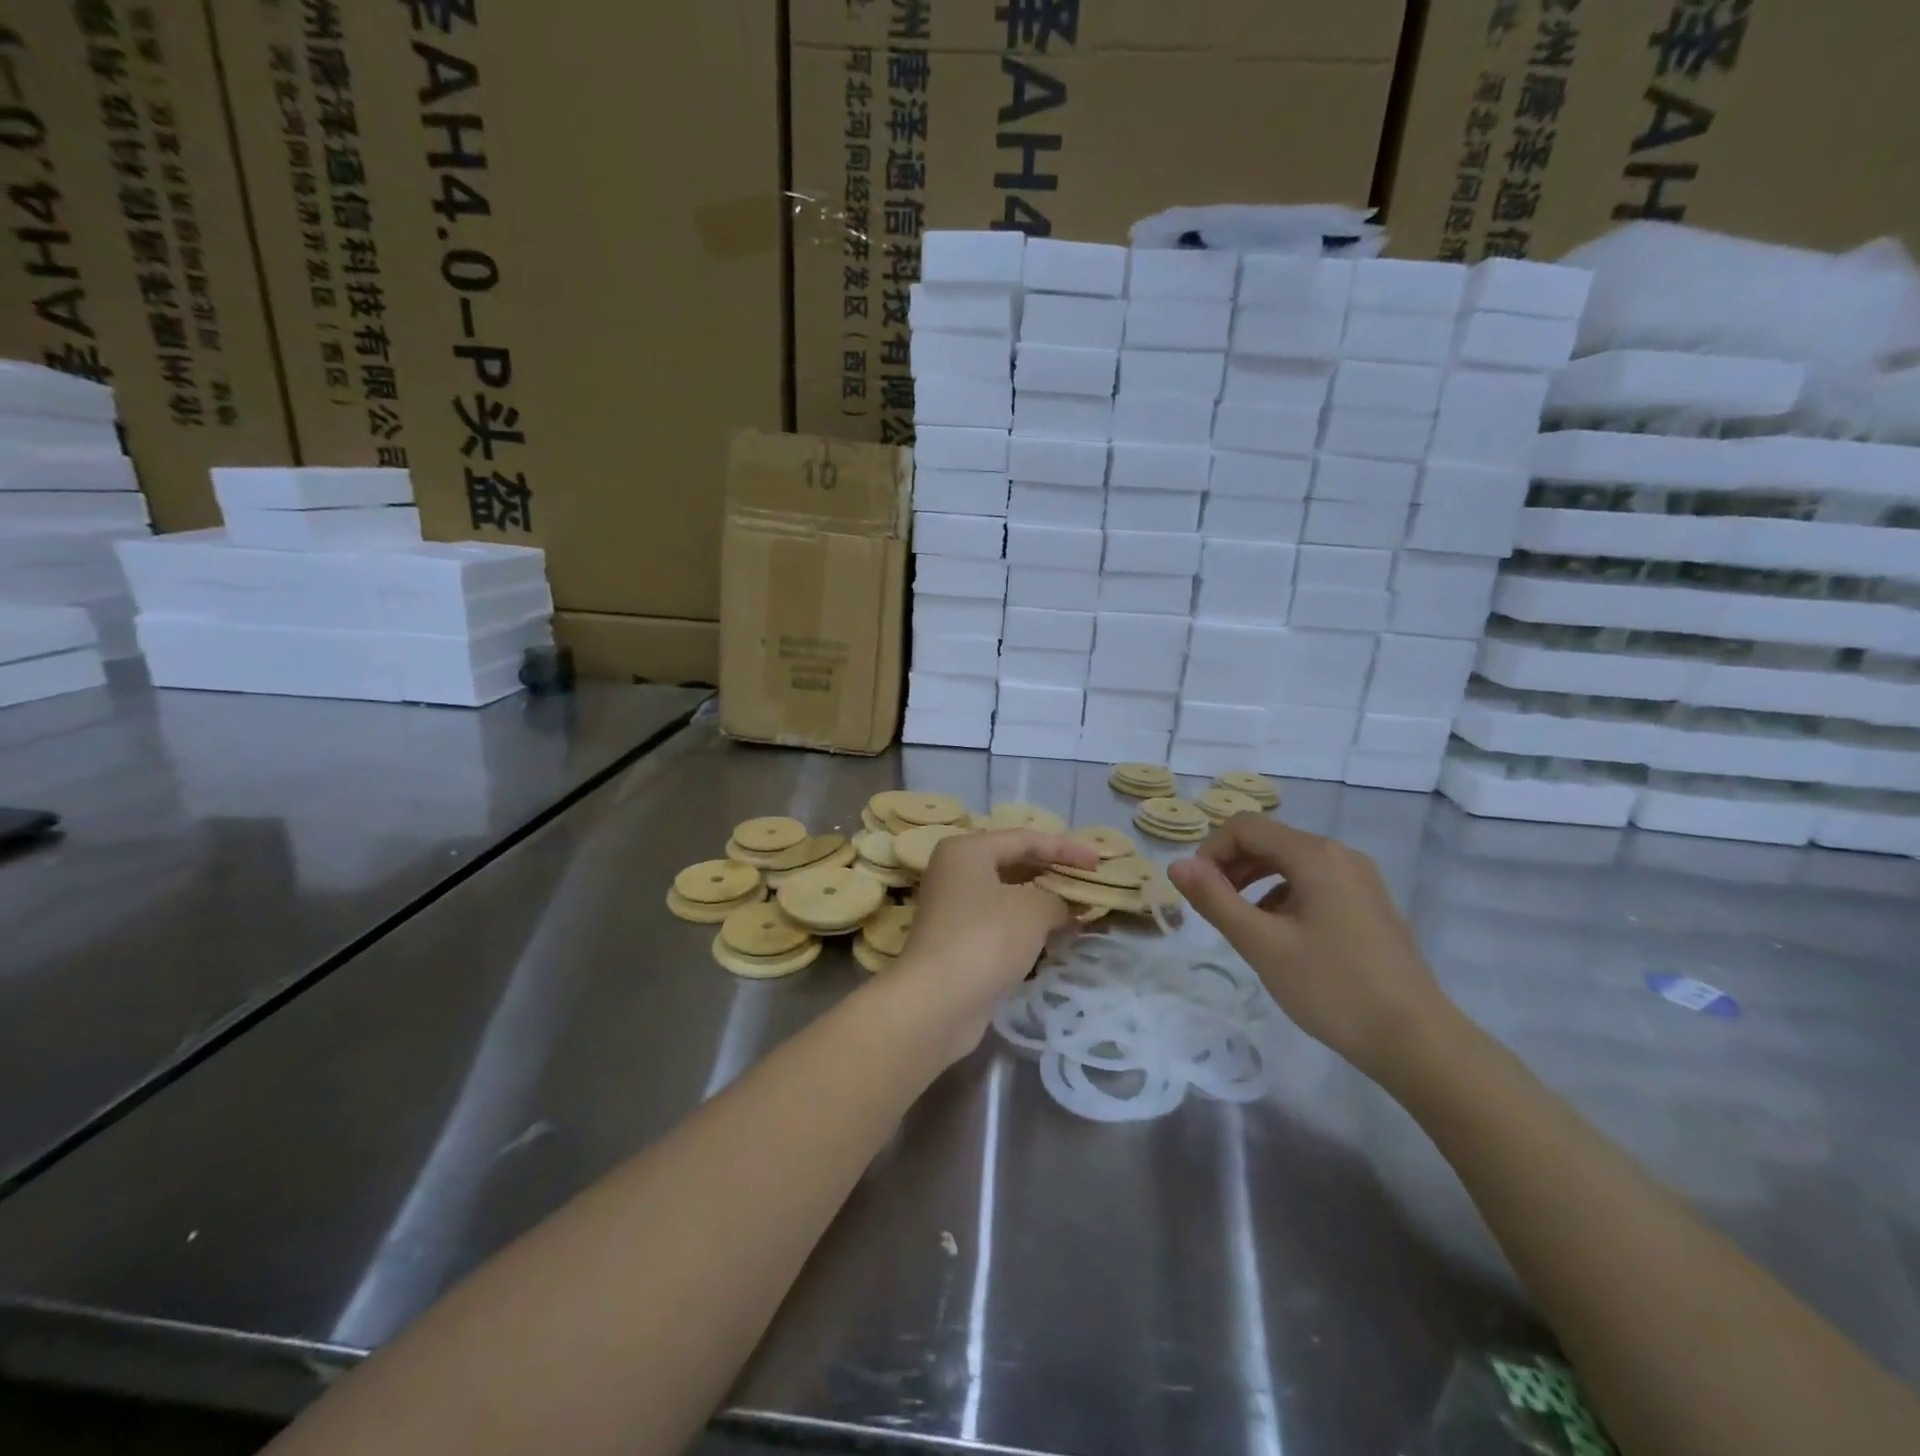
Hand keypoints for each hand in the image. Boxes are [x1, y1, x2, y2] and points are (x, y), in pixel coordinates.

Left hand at [890, 829, 1099, 1057]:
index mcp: (967, 850)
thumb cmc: (986, 938)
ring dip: (1043, 901)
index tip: (1098, 862)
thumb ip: (1057, 900)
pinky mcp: (958, 941)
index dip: (1065, 848)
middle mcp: (955, 872)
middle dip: (1053, 873)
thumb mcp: (1033, 910)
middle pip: (1013, 863)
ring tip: (1080, 909)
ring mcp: (954, 908)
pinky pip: (1001, 921)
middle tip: (1089, 883)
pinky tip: (1056, 935)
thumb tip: (1065, 907)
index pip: (1025, 839)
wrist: (937, 1001)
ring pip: (1007, 895)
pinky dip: (1028, 925)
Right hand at [1167, 816, 1453, 1078]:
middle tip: (1212, 908)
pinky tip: (1279, 936)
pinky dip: (1283, 896)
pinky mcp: (1369, 904)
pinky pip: (1313, 882)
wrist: (1417, 1041)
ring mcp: (1360, 879)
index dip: (1211, 851)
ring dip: (1254, 881)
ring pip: (1291, 862)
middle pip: (1269, 840)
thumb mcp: (1262, 944)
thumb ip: (1215, 899)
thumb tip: (1177, 864)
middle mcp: (1340, 855)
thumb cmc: (1332, 988)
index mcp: (1315, 855)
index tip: (1197, 891)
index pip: (1246, 827)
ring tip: (1240, 923)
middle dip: (1231, 866)